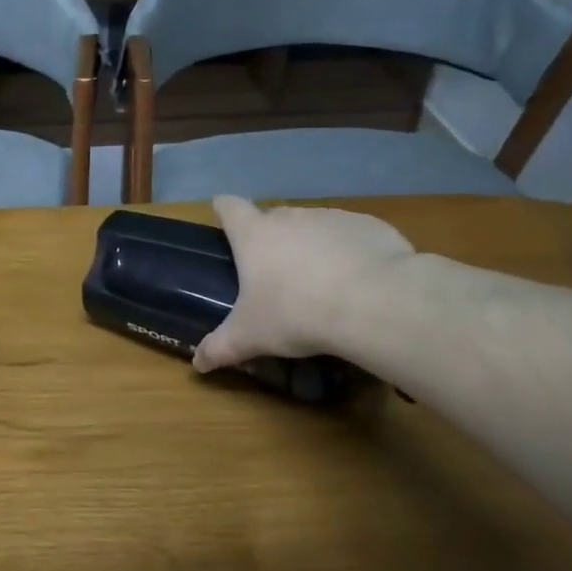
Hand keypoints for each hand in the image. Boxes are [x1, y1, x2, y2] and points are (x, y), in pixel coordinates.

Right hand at [193, 196, 413, 372]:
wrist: (374, 303)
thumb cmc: (296, 313)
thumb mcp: (250, 337)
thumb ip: (219, 348)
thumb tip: (197, 363)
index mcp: (254, 234)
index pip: (229, 207)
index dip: (224, 211)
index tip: (224, 221)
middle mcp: (290, 216)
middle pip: (272, 218)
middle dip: (271, 240)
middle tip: (276, 276)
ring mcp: (332, 217)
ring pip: (313, 227)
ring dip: (311, 247)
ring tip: (321, 285)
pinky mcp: (370, 226)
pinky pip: (351, 236)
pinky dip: (349, 253)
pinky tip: (359, 283)